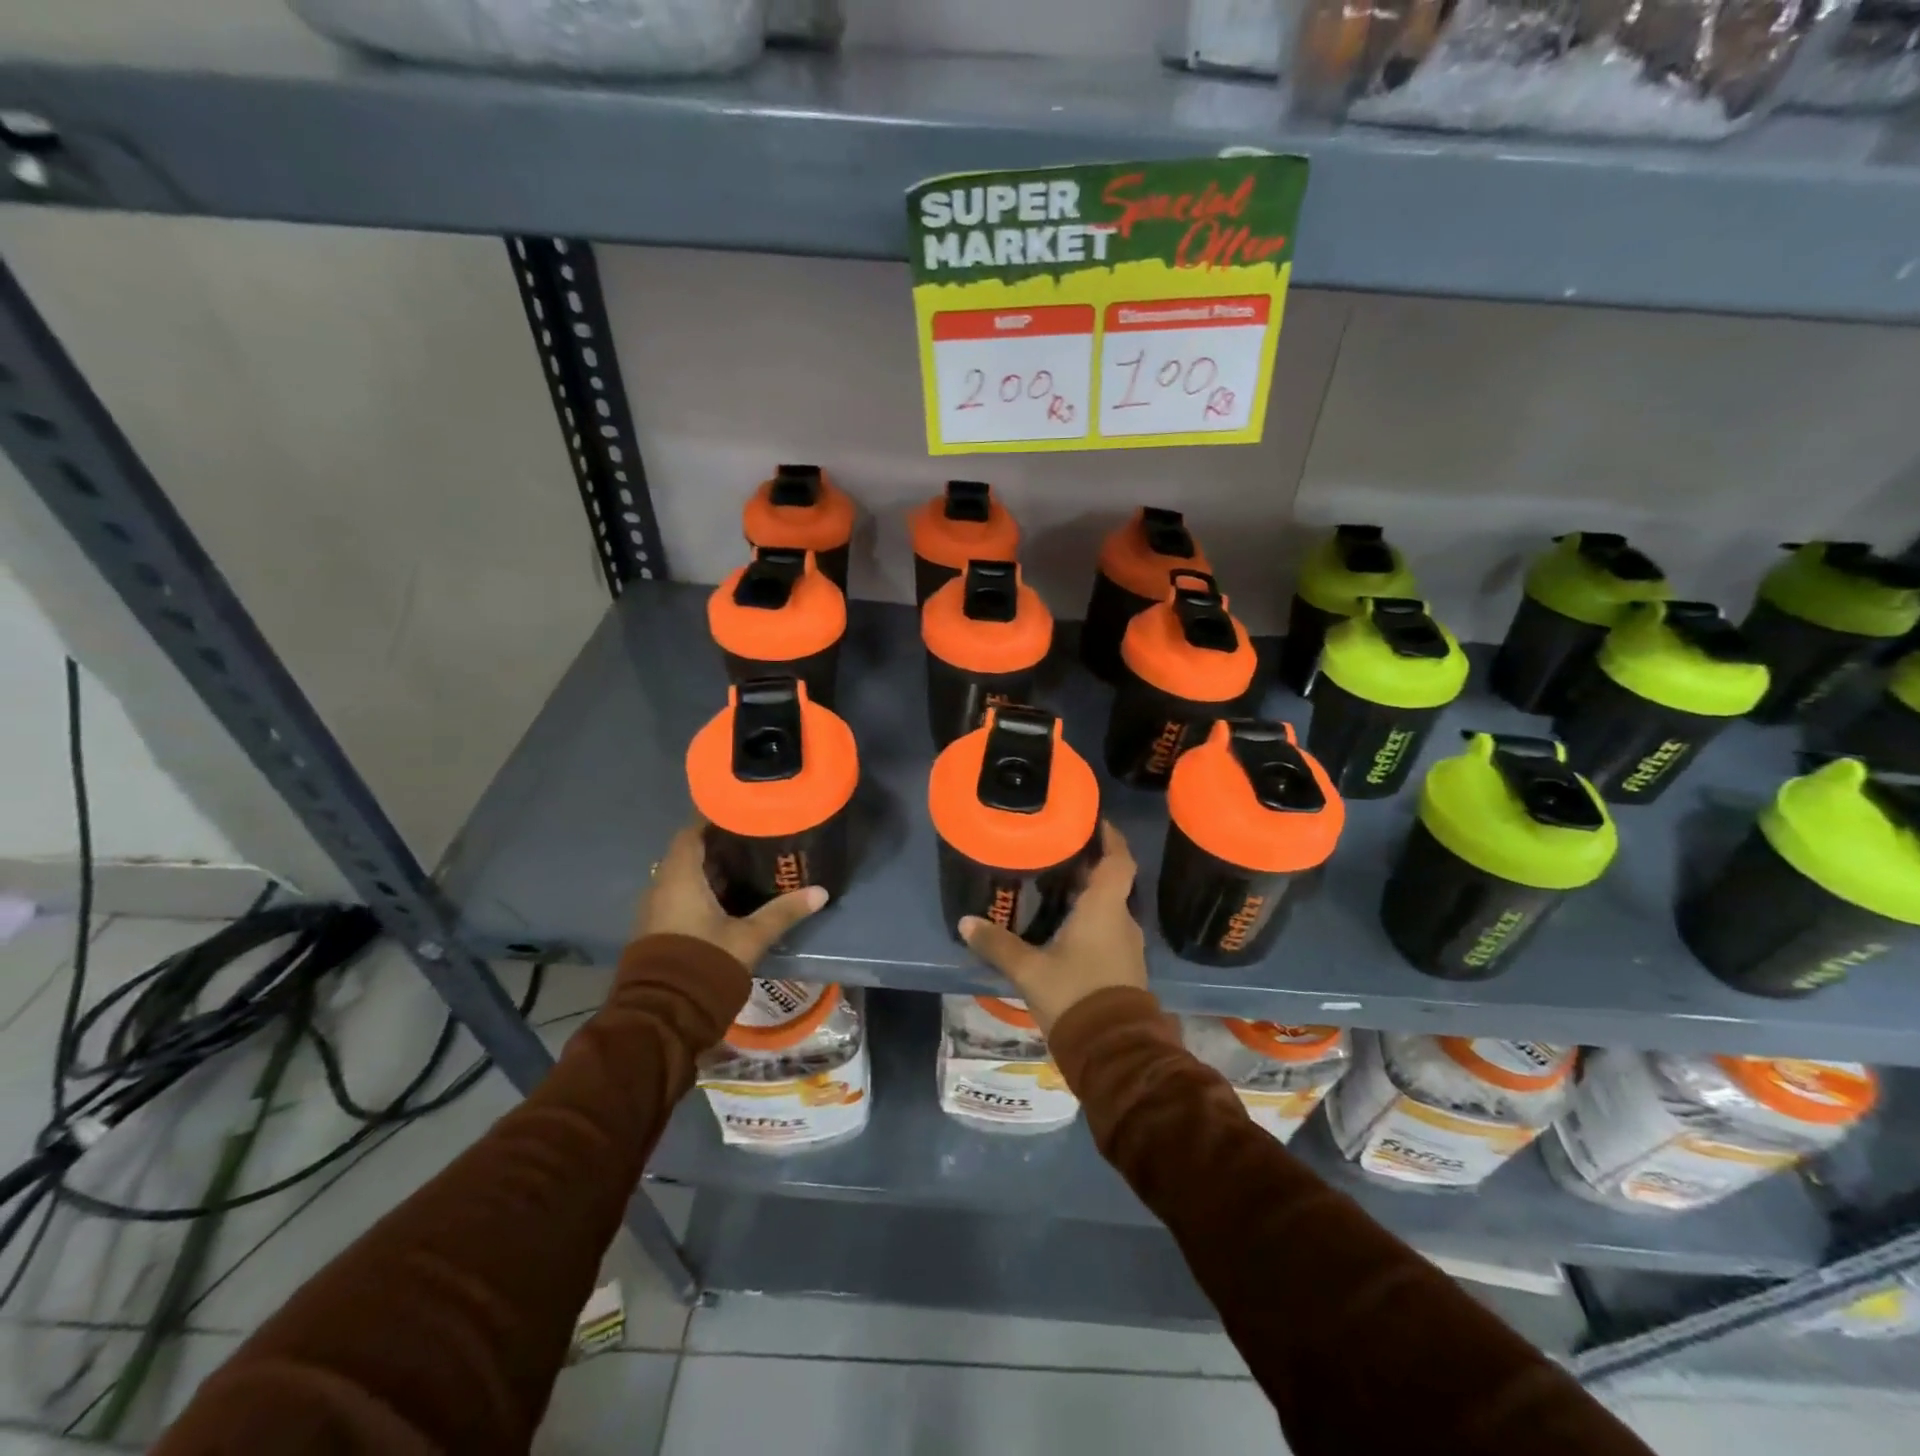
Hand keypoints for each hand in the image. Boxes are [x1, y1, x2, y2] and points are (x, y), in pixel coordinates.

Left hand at [637, 820, 827, 971]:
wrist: (663, 1014)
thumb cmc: (705, 962)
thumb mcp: (750, 936)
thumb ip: (783, 912)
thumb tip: (821, 892)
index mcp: (680, 877)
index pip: (691, 832)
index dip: (713, 819)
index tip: (741, 812)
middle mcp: (662, 886)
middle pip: (689, 853)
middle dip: (718, 845)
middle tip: (753, 838)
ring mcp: (656, 909)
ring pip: (684, 876)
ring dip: (710, 870)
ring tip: (747, 865)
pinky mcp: (658, 929)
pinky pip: (680, 896)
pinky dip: (701, 890)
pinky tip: (729, 897)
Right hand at [959, 821, 1146, 1035]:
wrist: (1114, 1051)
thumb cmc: (1074, 995)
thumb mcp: (1029, 970)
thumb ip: (998, 944)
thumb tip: (966, 922)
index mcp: (1105, 908)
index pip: (1119, 859)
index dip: (1111, 837)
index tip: (1095, 821)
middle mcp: (1122, 920)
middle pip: (1111, 881)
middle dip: (1088, 865)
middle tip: (1058, 852)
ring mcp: (1126, 945)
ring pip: (1109, 907)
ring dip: (1088, 895)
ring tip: (1056, 886)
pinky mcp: (1124, 967)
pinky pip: (1108, 930)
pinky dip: (1090, 920)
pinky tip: (1064, 927)